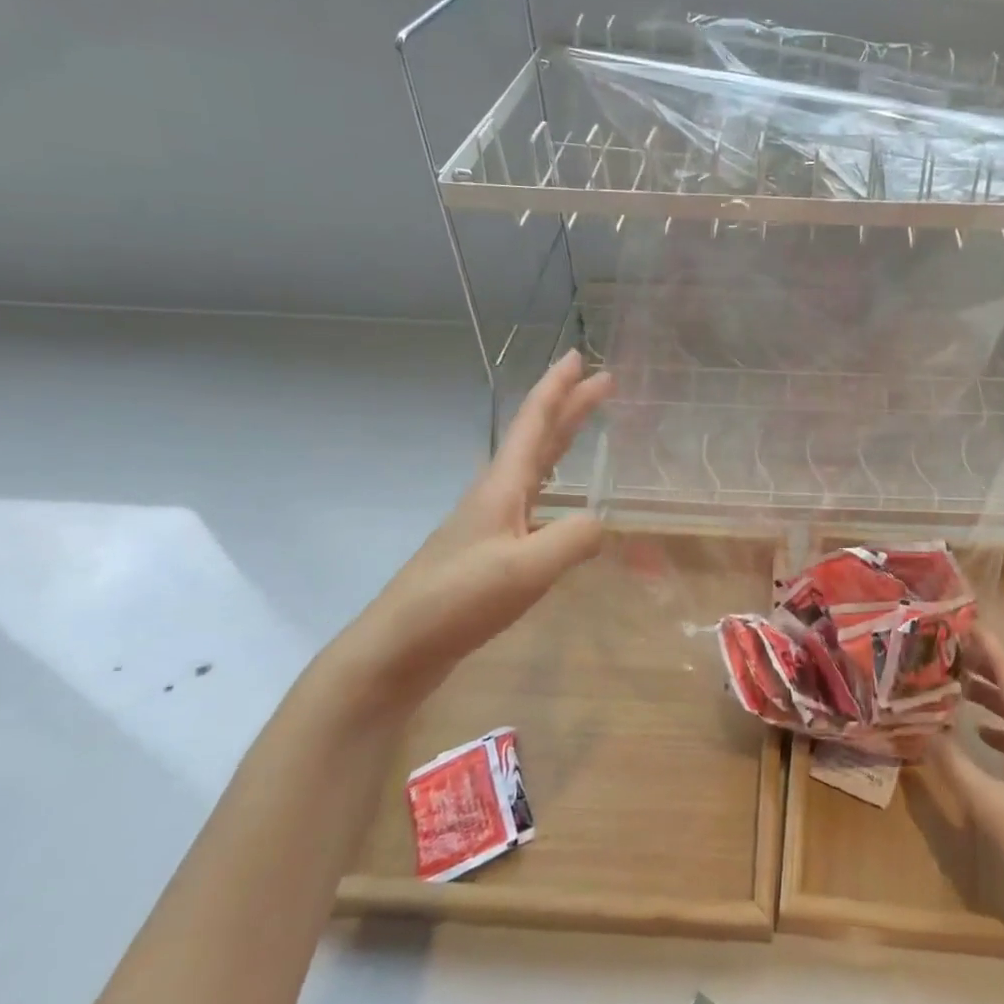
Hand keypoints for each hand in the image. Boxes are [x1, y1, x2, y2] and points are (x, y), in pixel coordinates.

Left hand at [335, 351, 612, 710]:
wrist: (399, 646)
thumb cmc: (458, 599)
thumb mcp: (525, 569)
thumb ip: (573, 540)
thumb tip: (603, 522)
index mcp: (503, 486)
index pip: (535, 422)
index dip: (558, 388)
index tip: (578, 356)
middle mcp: (497, 494)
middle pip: (538, 437)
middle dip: (570, 406)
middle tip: (603, 381)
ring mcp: (491, 521)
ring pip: (535, 466)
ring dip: (563, 439)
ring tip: (588, 425)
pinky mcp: (491, 549)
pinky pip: (534, 499)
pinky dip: (556, 482)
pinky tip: (564, 500)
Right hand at [933, 627, 1003, 933]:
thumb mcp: (991, 804)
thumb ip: (954, 765)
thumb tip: (920, 728)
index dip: (986, 643)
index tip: (960, 620)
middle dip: (983, 662)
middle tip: (946, 649)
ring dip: (990, 692)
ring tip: (956, 683)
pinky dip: (1000, 722)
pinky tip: (980, 733)